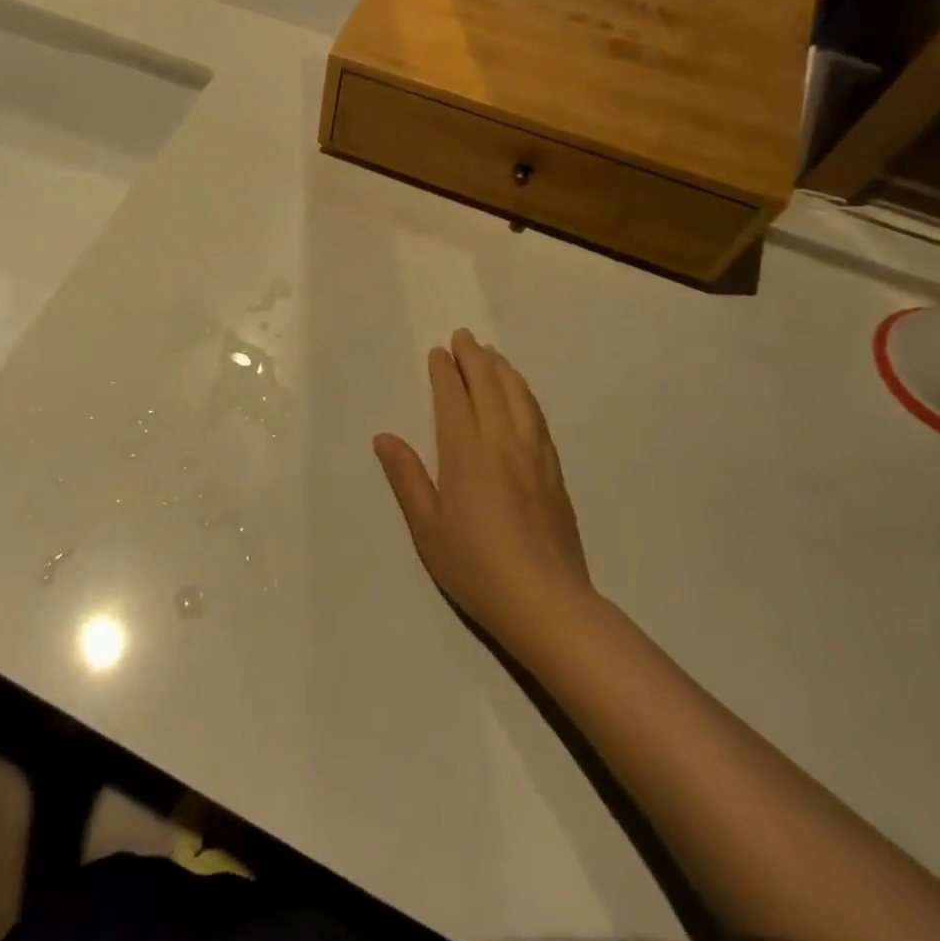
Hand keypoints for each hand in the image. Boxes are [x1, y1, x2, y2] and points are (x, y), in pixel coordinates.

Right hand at [374, 330, 592, 653]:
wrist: (547, 603)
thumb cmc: (475, 567)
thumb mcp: (427, 528)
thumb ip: (406, 477)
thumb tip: (384, 437)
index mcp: (466, 454)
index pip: (455, 399)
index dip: (445, 373)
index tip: (439, 353)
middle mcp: (503, 444)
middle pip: (490, 388)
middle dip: (475, 359)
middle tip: (464, 337)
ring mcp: (534, 457)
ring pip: (520, 398)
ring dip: (503, 371)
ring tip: (493, 355)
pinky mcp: (555, 474)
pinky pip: (538, 419)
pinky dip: (526, 396)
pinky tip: (523, 396)